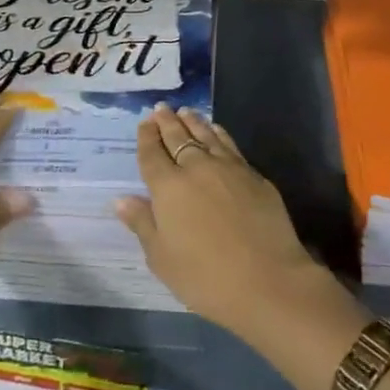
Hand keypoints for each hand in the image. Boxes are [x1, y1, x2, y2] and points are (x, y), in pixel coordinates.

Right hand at [114, 104, 351, 338]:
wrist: (268, 280)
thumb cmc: (206, 278)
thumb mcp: (163, 259)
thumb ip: (143, 224)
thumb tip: (121, 199)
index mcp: (168, 187)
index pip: (152, 155)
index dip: (146, 137)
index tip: (144, 123)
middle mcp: (196, 168)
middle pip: (178, 137)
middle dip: (167, 122)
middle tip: (161, 108)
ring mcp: (227, 167)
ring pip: (205, 135)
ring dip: (192, 121)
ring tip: (185, 111)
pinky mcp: (253, 174)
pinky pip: (229, 144)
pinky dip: (218, 133)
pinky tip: (216, 129)